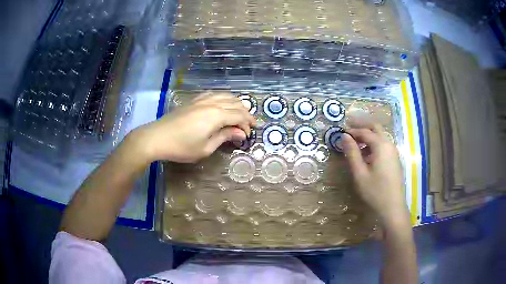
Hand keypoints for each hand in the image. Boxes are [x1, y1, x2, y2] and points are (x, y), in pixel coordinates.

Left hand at [132, 92, 255, 162]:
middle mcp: (212, 103)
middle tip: (248, 125)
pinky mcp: (194, 100)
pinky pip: (213, 94)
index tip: (249, 134)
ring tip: (240, 113)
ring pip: (225, 95)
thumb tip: (240, 133)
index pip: (239, 116)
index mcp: (217, 115)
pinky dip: (223, 97)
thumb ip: (224, 137)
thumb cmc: (182, 147)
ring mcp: (202, 99)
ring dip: (236, 103)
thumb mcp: (206, 148)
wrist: (157, 137)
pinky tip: (223, 103)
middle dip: (245, 113)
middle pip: (235, 104)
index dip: (247, 124)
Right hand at [340, 124, 409, 227]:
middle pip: (375, 128)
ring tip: (355, 143)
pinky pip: (383, 144)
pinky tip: (366, 154)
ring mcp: (393, 151)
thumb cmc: (375, 191)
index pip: (365, 132)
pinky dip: (374, 143)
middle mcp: (389, 144)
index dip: (352, 131)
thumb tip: (344, 136)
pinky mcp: (394, 159)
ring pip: (380, 136)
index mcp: (381, 145)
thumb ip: (352, 153)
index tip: (341, 132)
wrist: (393, 207)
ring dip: (368, 135)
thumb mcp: (359, 173)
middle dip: (362, 126)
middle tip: (349, 128)